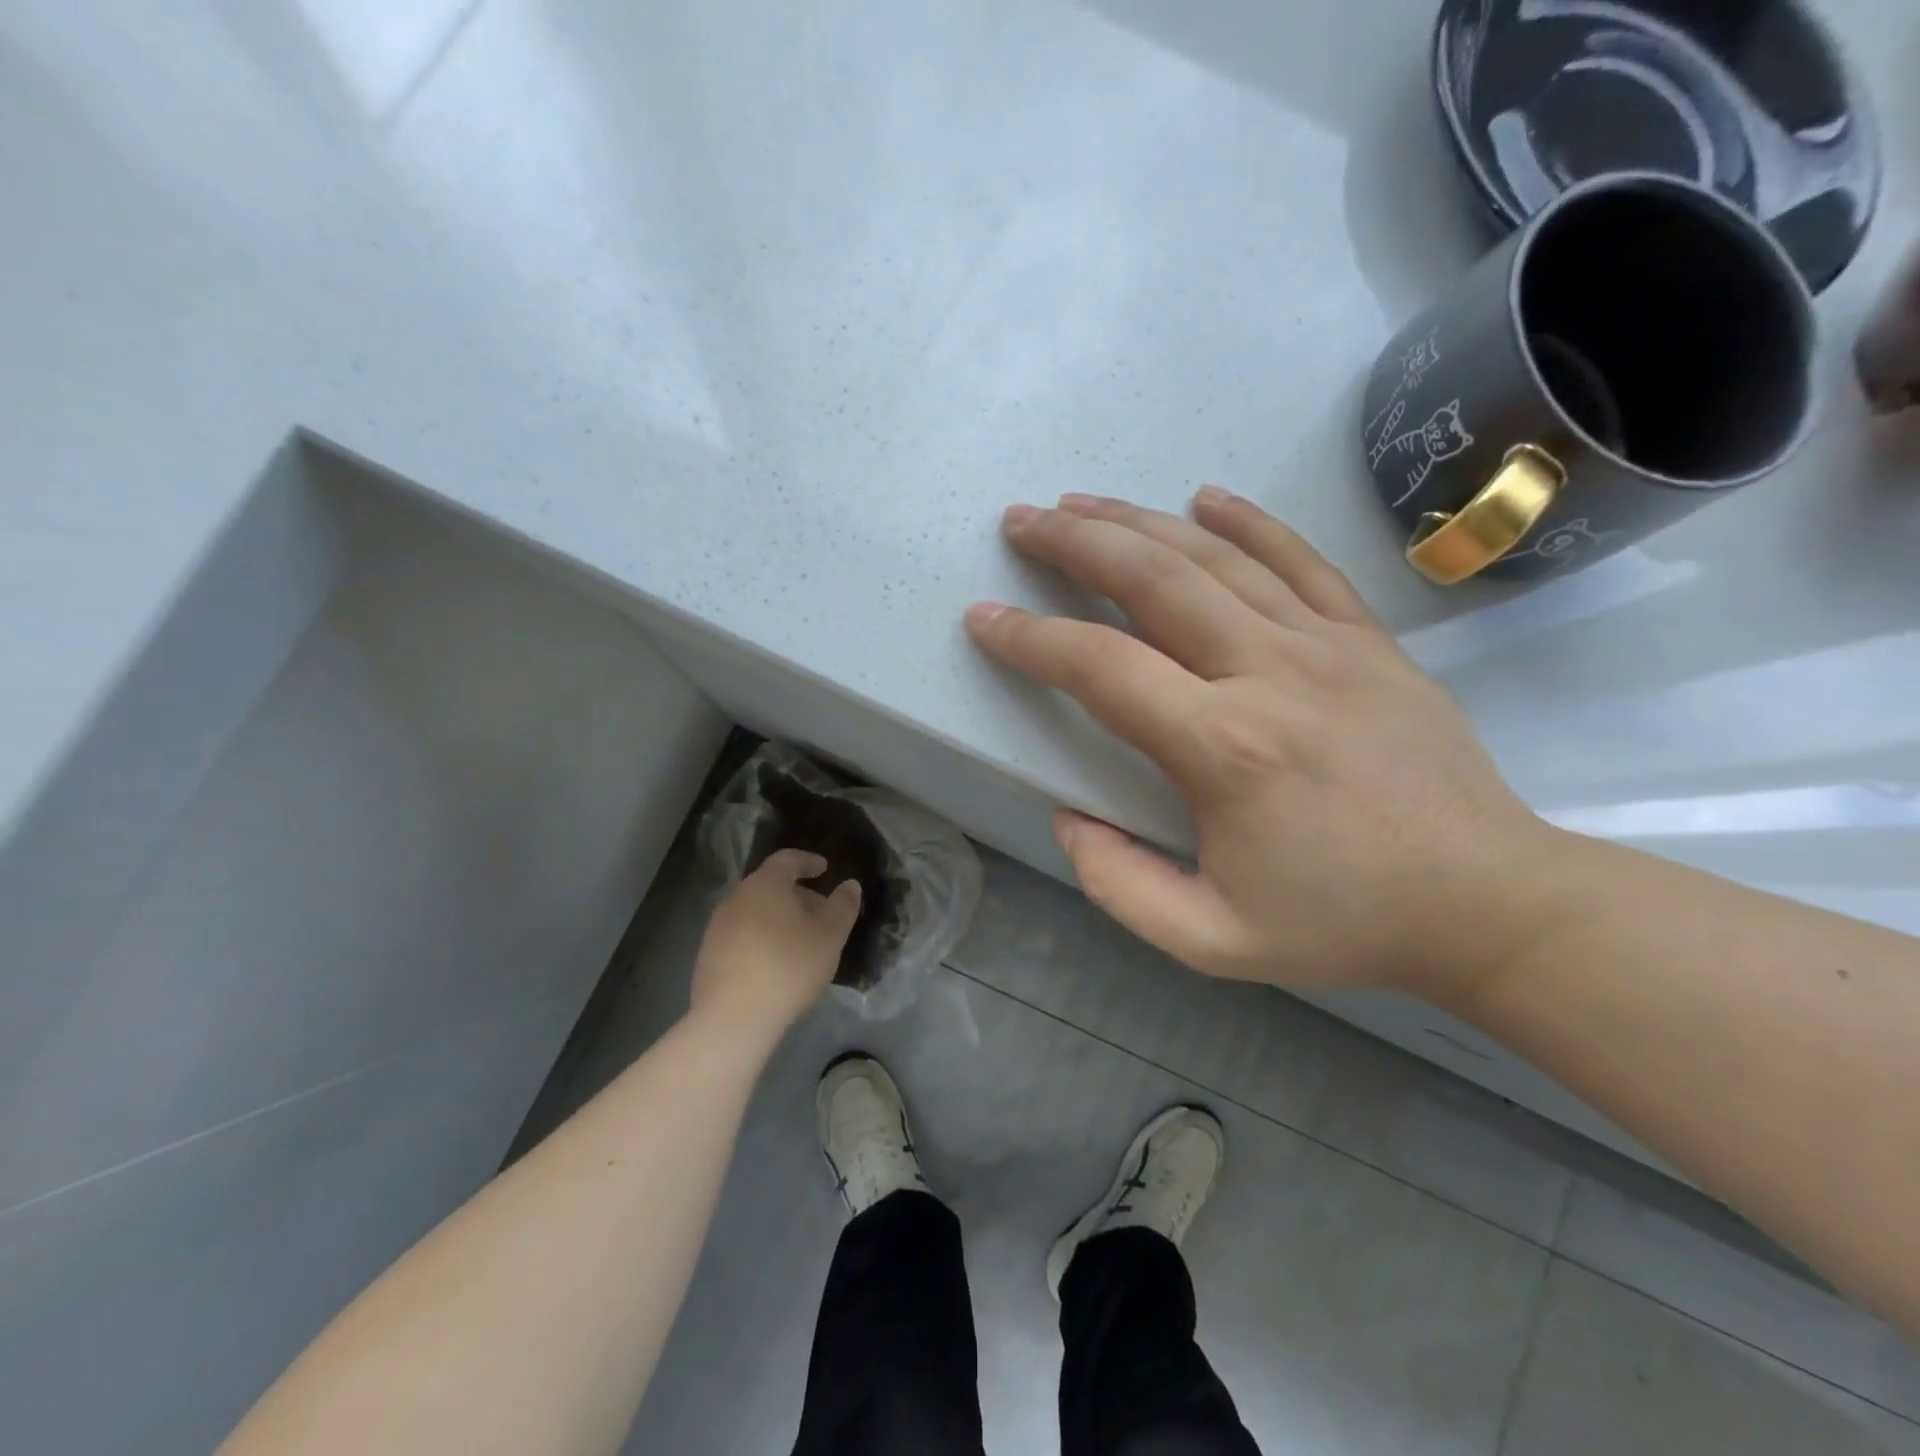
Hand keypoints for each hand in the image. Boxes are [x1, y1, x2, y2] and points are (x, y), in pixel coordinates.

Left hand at [690, 850, 861, 1040]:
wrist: (732, 1019)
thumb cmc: (788, 968)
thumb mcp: (829, 937)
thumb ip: (842, 906)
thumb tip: (849, 885)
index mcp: (765, 885)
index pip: (787, 859)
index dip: (808, 861)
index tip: (824, 869)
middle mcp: (736, 898)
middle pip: (769, 885)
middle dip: (796, 893)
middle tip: (819, 911)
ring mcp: (717, 927)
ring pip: (754, 910)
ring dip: (777, 917)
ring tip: (799, 940)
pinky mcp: (708, 955)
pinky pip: (741, 934)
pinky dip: (761, 937)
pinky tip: (774, 962)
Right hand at [964, 489, 1566, 1003]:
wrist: (1486, 902)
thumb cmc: (1343, 923)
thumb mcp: (1211, 941)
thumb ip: (1119, 885)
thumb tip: (1070, 818)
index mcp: (1224, 748)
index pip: (1101, 667)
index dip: (1030, 639)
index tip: (985, 619)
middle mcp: (1269, 672)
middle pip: (1152, 579)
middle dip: (1074, 542)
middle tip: (1022, 521)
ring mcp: (1326, 644)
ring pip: (1215, 557)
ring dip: (1138, 521)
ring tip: (1082, 501)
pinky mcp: (1368, 638)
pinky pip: (1299, 559)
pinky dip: (1246, 521)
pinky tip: (1203, 498)